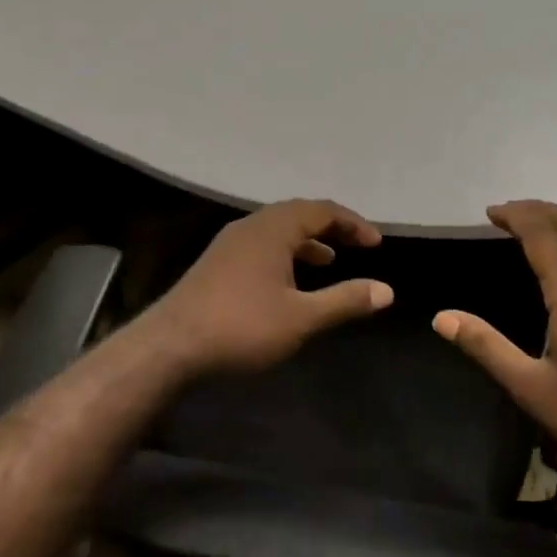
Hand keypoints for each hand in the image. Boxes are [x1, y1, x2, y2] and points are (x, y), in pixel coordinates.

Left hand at [146, 199, 394, 375]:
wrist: (170, 346)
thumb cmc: (241, 327)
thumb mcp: (302, 318)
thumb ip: (345, 300)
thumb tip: (386, 290)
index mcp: (273, 229)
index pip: (321, 210)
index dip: (352, 223)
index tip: (375, 243)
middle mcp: (251, 226)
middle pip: (298, 214)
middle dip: (330, 227)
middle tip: (356, 245)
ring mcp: (229, 243)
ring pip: (276, 230)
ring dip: (306, 241)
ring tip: (328, 261)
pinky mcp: (216, 263)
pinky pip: (260, 244)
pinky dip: (284, 253)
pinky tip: (288, 281)